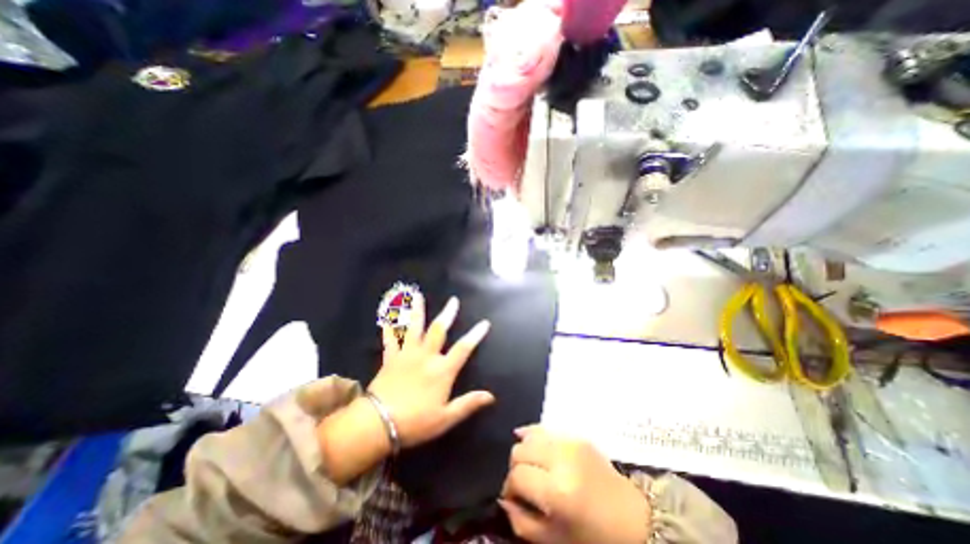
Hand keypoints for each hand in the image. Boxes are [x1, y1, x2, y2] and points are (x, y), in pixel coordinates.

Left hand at [370, 295, 494, 448]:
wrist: (379, 424)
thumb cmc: (416, 422)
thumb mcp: (446, 418)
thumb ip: (469, 403)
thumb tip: (491, 396)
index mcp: (442, 370)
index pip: (463, 348)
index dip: (475, 335)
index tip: (484, 322)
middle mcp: (426, 356)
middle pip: (439, 330)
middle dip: (448, 314)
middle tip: (453, 300)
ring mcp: (407, 354)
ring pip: (414, 327)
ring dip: (416, 310)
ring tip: (417, 294)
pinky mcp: (391, 358)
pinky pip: (391, 339)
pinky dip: (390, 326)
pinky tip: (387, 316)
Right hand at [501, 430, 649, 543]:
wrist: (634, 519)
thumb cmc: (594, 537)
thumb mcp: (555, 541)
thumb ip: (522, 522)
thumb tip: (504, 499)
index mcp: (557, 492)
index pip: (516, 476)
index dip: (509, 488)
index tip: (513, 497)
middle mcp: (561, 459)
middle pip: (520, 451)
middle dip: (515, 467)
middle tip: (523, 482)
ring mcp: (570, 443)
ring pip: (530, 435)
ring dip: (525, 450)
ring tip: (531, 466)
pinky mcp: (577, 436)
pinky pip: (546, 428)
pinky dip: (535, 436)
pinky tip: (533, 444)